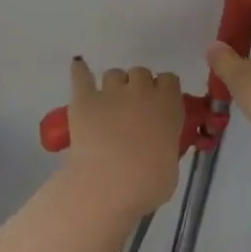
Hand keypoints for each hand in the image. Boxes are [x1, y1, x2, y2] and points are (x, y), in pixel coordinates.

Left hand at [63, 58, 182, 216]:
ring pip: (113, 74)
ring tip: (109, 103)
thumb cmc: (149, 183)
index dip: (163, 89)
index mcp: (168, 105)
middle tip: (133, 108)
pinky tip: (79, 67)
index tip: (159, 104)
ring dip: (114, 85)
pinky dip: (80, 71)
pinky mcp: (84, 99)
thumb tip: (159, 147)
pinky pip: (81, 75)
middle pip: (141, 72)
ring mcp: (111, 92)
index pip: (169, 79)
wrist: (109, 184)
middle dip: (138, 86)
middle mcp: (142, 91)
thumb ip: (166, 145)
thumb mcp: (171, 165)